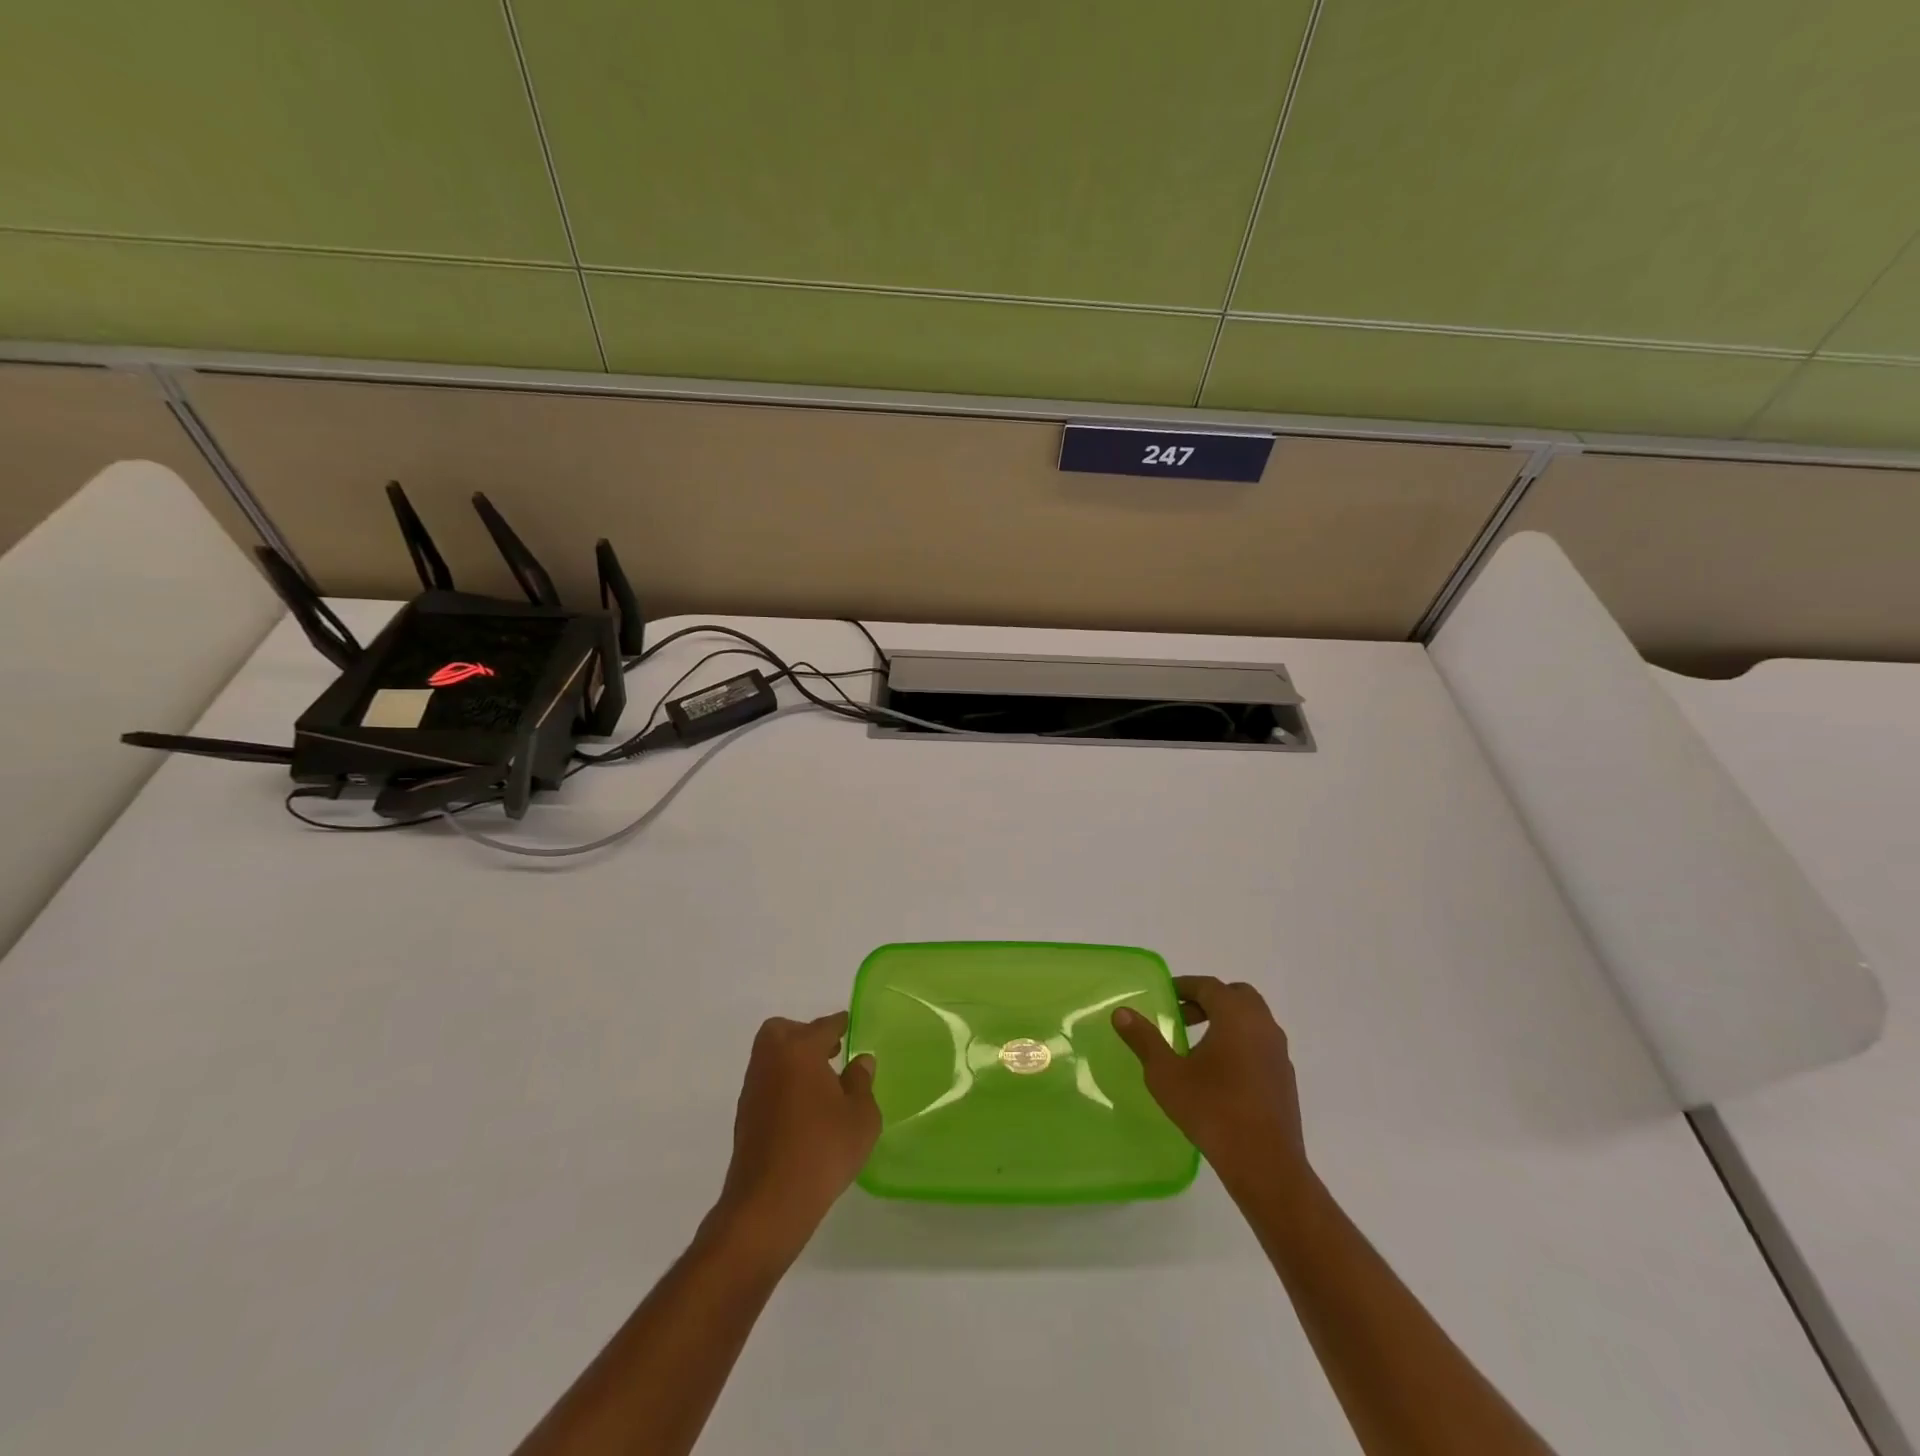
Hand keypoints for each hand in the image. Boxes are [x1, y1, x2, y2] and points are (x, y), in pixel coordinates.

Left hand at [710, 1012, 879, 1265]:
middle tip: (830, 1052)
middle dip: (804, 1034)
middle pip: (782, 1031)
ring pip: (771, 1058)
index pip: (823, 1026)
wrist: (769, 1204)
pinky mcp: (745, 1117)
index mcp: (800, 1051)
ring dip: (793, 1061)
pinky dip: (784, 1084)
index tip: (849, 1024)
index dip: (839, 1024)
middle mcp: (771, 1062)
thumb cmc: (822, 1151)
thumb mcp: (860, 1116)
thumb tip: (860, 1061)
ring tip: (822, 1084)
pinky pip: (767, 1084)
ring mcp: (754, 1089)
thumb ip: (861, 1083)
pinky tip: (805, 1109)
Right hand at [1112, 976, 1308, 1197]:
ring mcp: (1279, 1052)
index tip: (1165, 997)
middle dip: (1209, 1000)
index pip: (1209, 986)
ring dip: (1227, 1021)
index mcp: (1236, 1016)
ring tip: (1198, 1046)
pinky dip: (1241, 1042)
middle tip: (1182, 1017)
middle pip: (1236, 996)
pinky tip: (1222, 1073)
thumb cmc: (1212, 1111)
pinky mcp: (1285, 1078)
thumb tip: (1121, 1013)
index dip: (1184, 987)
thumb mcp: (1166, 1075)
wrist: (1265, 1164)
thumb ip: (1144, 1040)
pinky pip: (1261, 1044)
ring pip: (1253, 1020)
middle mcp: (1263, 1026)